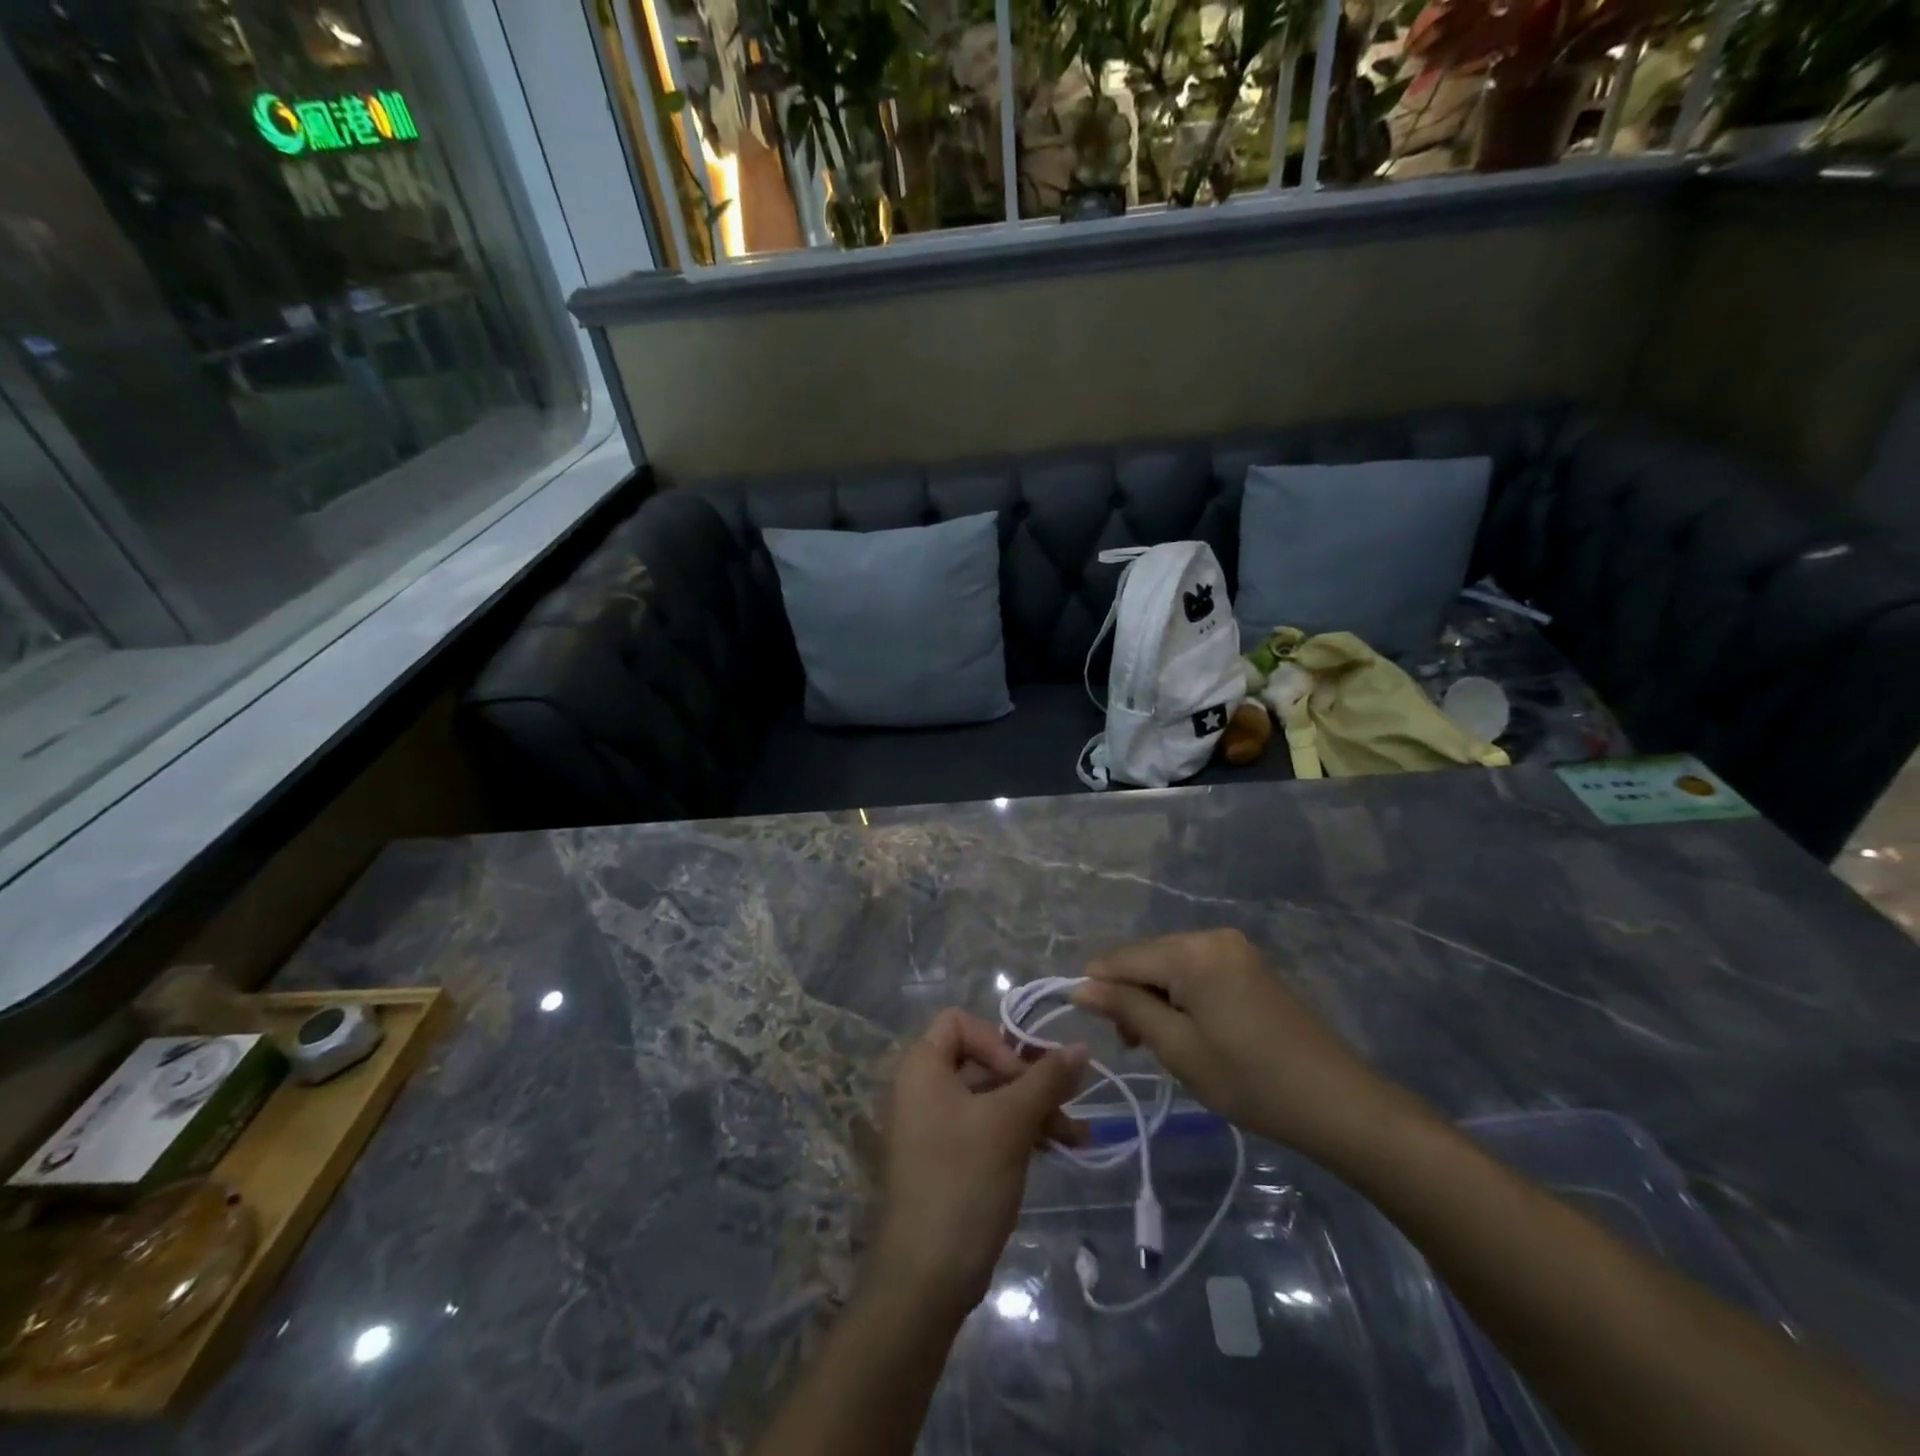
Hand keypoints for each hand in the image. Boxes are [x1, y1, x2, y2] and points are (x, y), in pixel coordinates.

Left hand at [871, 1009, 1086, 1322]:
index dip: (998, 1041)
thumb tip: (1081, 1047)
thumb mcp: (1010, 1123)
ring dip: (1032, 1109)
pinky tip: (1055, 1149)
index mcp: (920, 1067)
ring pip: (988, 1098)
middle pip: (981, 1060)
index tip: (1026, 1079)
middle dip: (1029, 1081)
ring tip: (1077, 1137)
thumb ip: (1046, 1079)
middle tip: (1070, 1105)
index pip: (960, 1022)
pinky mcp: (944, 1159)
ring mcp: (930, 1126)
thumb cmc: (963, 1181)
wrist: (925, 1279)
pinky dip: (1017, 1132)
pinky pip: (983, 1127)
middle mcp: (919, 1088)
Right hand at [1071, 929, 1395, 1163]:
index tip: (1088, 1023)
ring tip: (1159, 1043)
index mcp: (1192, 951)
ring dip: (1155, 998)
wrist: (1336, 1102)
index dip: (1099, 987)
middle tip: (1132, 1045)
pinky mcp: (1249, 965)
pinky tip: (1188, 1029)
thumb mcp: (1177, 1048)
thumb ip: (1126, 1009)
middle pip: (1148, 958)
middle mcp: (1211, 936)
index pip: (1124, 958)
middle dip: (1130, 994)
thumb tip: (1080, 986)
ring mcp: (1234, 949)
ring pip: (1171, 965)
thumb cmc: (1248, 1079)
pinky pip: (1197, 971)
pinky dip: (1182, 996)